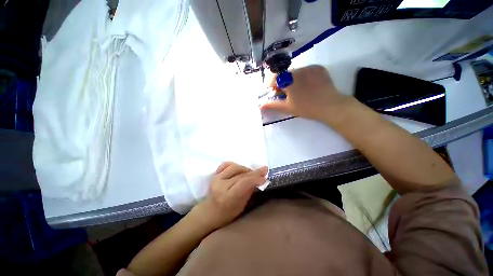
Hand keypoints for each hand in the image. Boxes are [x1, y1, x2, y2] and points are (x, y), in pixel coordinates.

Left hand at [191, 162, 267, 230]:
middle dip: (254, 172)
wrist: (209, 212)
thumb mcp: (242, 206)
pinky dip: (235, 165)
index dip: (255, 178)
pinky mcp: (214, 174)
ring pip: (234, 167)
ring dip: (245, 169)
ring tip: (250, 173)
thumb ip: (249, 190)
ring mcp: (216, 178)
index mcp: (227, 198)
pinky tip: (239, 170)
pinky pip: (226, 164)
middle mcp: (220, 186)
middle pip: (241, 174)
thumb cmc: (227, 214)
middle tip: (263, 171)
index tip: (265, 177)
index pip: (244, 183)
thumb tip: (260, 178)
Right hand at [261, 65, 348, 121]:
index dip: (272, 85)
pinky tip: (308, 86)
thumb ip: (272, 105)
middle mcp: (297, 70)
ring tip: (299, 91)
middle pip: (284, 74)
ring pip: (296, 72)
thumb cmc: (306, 108)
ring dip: (293, 79)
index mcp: (288, 80)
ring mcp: (309, 67)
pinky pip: (307, 70)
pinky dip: (304, 77)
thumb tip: (260, 105)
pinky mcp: (319, 68)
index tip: (275, 92)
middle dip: (283, 83)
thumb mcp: (287, 108)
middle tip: (287, 94)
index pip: (274, 77)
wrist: (330, 106)